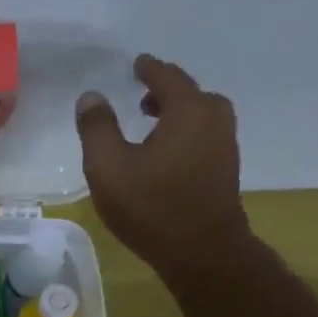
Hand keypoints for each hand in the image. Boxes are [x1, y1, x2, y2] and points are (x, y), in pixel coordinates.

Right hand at [75, 54, 251, 288]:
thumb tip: (91, 96)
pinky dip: (187, 134)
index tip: (137, 64)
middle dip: (166, 91)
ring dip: (178, 114)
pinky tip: (168, 154)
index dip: (149, 69)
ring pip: (201, 116)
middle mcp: (213, 119)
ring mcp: (226, 146)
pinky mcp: (227, 171)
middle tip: (143, 97)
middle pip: (190, 93)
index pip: (167, 76)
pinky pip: (205, 137)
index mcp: (187, 109)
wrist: (202, 252)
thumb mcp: (108, 167)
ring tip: (153, 125)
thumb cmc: (151, 206)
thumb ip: (97, 128)